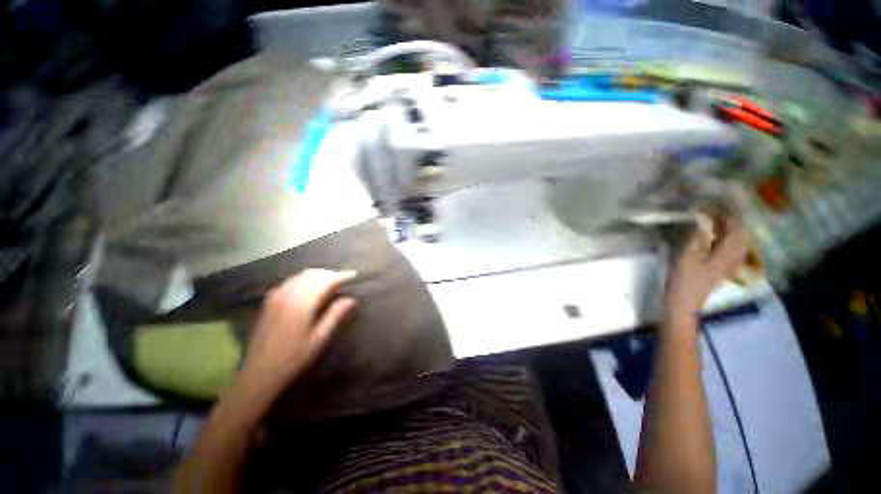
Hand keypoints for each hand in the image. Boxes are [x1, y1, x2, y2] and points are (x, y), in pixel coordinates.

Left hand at [242, 269, 356, 390]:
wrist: (259, 373)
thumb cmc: (293, 358)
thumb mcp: (319, 339)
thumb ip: (334, 316)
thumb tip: (351, 299)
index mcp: (302, 304)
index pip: (325, 281)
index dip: (340, 276)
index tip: (353, 276)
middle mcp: (288, 296)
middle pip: (312, 275)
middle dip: (329, 274)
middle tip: (343, 279)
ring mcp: (276, 297)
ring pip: (300, 276)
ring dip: (317, 275)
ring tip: (329, 282)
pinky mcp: (268, 302)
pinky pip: (289, 282)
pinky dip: (302, 280)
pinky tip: (307, 288)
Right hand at [665, 220, 748, 323]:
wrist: (683, 304)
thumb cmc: (684, 281)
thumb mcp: (687, 258)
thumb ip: (698, 238)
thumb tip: (703, 219)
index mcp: (727, 254)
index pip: (736, 228)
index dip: (728, 215)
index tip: (715, 204)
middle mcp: (733, 258)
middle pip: (739, 234)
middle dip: (729, 221)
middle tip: (712, 211)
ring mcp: (728, 265)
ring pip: (735, 242)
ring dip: (726, 230)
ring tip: (712, 221)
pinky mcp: (720, 269)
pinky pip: (728, 249)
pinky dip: (722, 239)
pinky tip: (712, 237)